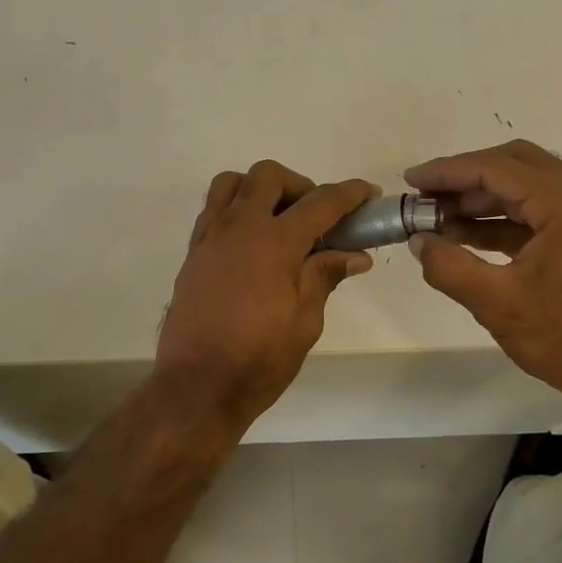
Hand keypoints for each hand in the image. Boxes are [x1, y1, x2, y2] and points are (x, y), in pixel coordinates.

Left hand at [155, 162, 378, 434]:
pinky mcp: (192, 253)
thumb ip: (325, 277)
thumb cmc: (259, 360)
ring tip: (277, 221)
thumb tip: (354, 255)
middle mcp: (238, 228)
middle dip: (299, 185)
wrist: (197, 386)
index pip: (320, 203)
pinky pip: (212, 210)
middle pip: (268, 176)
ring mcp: (210, 237)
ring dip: (260, 190)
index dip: (349, 194)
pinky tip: (250, 244)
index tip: (368, 193)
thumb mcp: (305, 322)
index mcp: (274, 243)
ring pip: (232, 184)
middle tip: (316, 217)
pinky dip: (235, 210)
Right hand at [404, 140, 561, 404]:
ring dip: (482, 198)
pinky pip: (540, 211)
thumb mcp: (496, 302)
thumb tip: (419, 241)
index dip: (449, 172)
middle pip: (516, 165)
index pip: (499, 169)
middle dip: (466, 178)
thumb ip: (448, 265)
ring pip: (528, 186)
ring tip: (438, 217)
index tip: (412, 179)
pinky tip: (466, 233)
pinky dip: (503, 218)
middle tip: (425, 195)